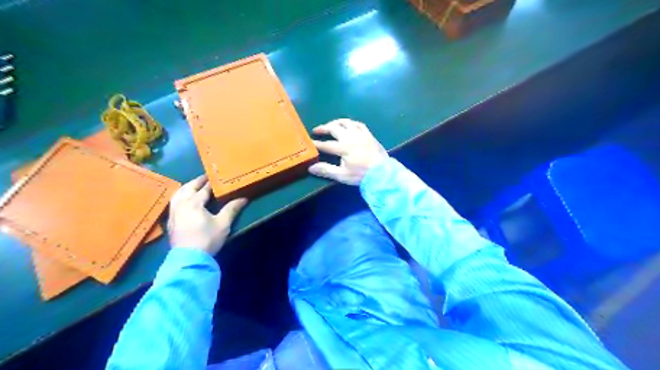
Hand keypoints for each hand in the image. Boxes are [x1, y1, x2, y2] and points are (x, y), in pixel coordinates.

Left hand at [168, 175, 246, 255]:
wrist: (189, 259)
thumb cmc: (207, 239)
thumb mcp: (223, 224)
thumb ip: (232, 209)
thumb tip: (243, 198)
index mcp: (194, 203)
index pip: (203, 189)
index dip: (210, 183)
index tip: (216, 176)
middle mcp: (181, 205)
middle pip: (187, 189)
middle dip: (196, 182)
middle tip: (205, 177)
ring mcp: (173, 213)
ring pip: (177, 195)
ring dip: (186, 188)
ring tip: (193, 186)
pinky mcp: (170, 222)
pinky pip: (173, 203)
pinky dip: (179, 197)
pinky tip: (183, 201)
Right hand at [309, 119, 387, 184]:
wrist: (383, 172)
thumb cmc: (362, 175)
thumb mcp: (342, 175)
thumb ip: (326, 170)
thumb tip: (311, 167)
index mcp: (343, 147)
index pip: (326, 144)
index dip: (316, 143)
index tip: (309, 143)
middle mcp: (351, 137)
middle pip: (334, 128)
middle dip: (323, 128)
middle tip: (316, 130)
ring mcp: (361, 134)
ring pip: (346, 122)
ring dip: (336, 122)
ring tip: (331, 125)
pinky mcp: (369, 134)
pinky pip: (358, 124)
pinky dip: (350, 123)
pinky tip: (348, 125)